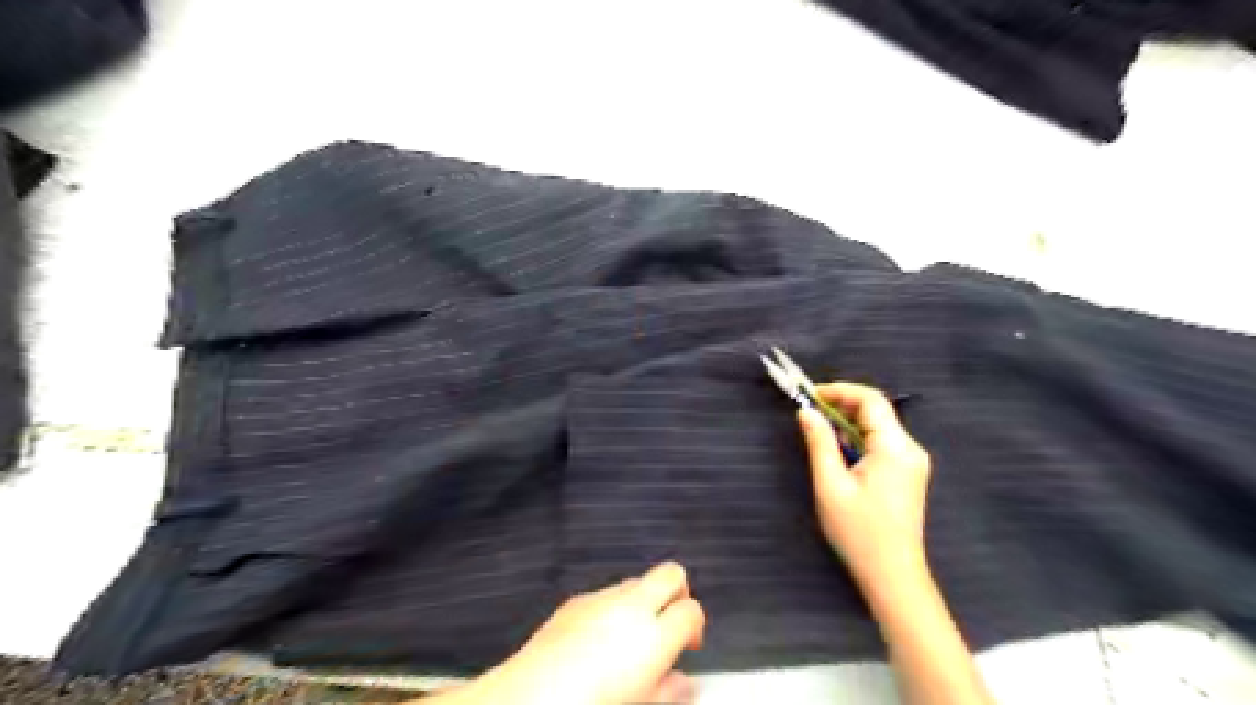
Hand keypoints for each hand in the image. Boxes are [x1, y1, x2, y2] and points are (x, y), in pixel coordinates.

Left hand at [464, 562, 705, 703]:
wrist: (527, 699)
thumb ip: (668, 692)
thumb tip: (683, 682)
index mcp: (653, 636)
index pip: (691, 611)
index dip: (695, 626)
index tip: (689, 645)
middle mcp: (630, 607)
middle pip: (671, 574)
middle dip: (678, 593)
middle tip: (670, 623)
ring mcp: (601, 598)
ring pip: (637, 581)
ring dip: (644, 600)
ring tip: (631, 636)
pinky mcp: (576, 600)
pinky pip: (606, 593)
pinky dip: (614, 607)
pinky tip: (599, 638)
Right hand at [800, 384, 924, 580]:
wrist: (893, 576)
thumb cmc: (859, 532)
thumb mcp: (831, 485)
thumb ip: (819, 442)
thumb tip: (806, 411)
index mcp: (895, 448)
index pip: (871, 400)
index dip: (839, 390)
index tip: (809, 394)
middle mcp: (910, 449)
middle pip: (876, 411)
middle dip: (841, 406)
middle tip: (808, 412)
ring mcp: (912, 462)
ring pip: (877, 427)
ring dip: (848, 424)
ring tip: (819, 434)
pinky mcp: (908, 474)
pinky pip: (882, 444)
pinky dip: (858, 440)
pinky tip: (839, 455)